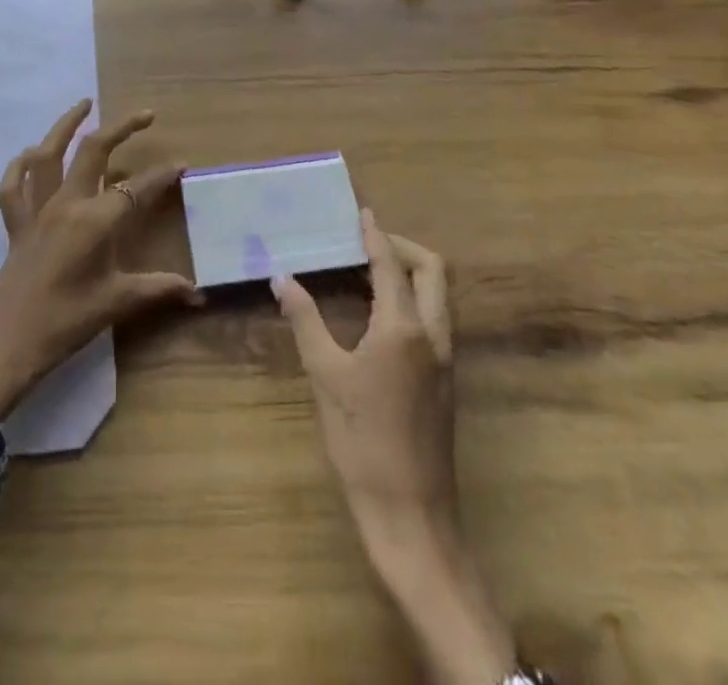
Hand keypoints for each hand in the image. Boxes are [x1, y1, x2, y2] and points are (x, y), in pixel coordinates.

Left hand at [0, 100, 199, 418]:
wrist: (6, 343)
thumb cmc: (66, 322)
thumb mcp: (117, 303)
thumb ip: (159, 290)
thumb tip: (199, 295)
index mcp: (95, 220)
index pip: (137, 189)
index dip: (161, 176)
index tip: (181, 165)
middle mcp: (66, 203)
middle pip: (94, 151)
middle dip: (121, 128)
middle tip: (145, 115)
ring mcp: (36, 210)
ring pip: (48, 154)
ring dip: (65, 125)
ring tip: (84, 104)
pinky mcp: (15, 223)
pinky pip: (12, 185)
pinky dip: (19, 165)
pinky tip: (30, 154)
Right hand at [274, 211, 456, 541]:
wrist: (411, 515)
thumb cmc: (362, 442)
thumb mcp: (325, 376)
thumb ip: (305, 320)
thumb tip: (281, 278)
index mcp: (403, 328)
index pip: (391, 264)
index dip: (375, 235)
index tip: (361, 213)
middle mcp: (434, 335)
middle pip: (433, 270)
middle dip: (402, 247)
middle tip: (366, 242)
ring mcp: (446, 358)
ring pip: (438, 294)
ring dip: (410, 272)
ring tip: (367, 270)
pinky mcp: (446, 379)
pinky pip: (435, 318)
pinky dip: (412, 298)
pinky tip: (378, 312)